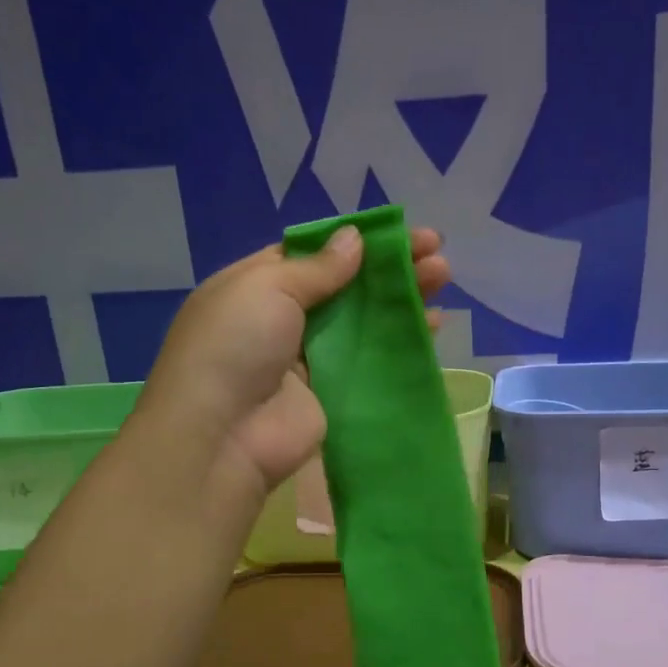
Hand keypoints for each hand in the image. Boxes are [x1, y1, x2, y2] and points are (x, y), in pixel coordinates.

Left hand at [138, 225, 449, 493]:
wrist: (223, 434)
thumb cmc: (236, 344)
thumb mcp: (269, 286)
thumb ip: (318, 267)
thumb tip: (355, 238)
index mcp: (256, 285)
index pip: (311, 254)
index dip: (355, 241)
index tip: (399, 231)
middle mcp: (282, 319)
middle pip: (345, 286)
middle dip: (388, 266)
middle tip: (435, 250)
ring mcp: (309, 359)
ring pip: (363, 321)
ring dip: (402, 298)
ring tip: (444, 276)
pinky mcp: (332, 394)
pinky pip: (371, 361)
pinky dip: (401, 342)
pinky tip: (434, 325)